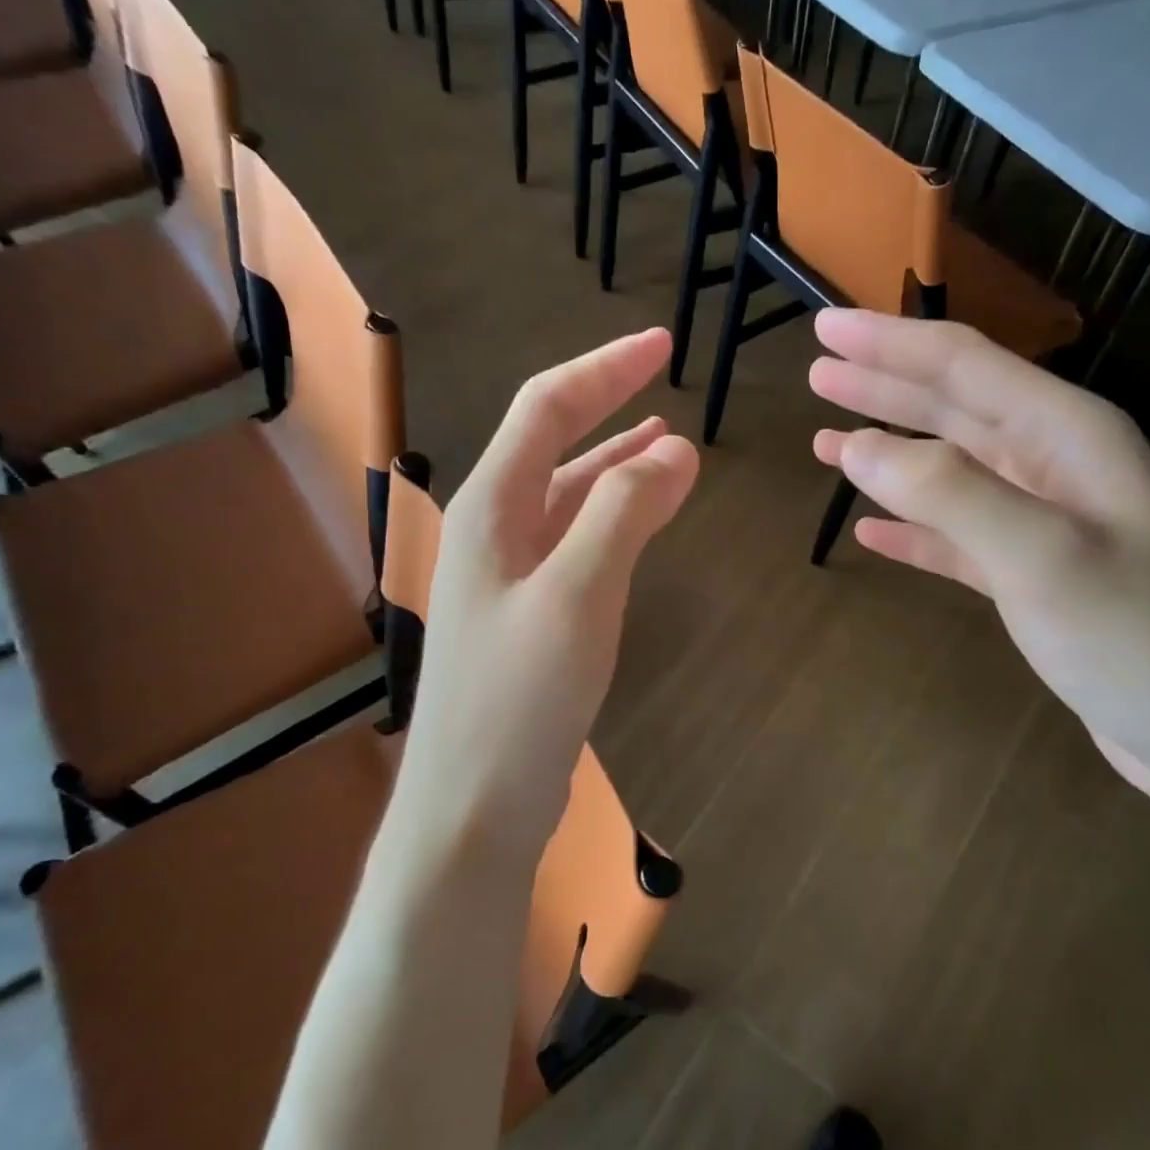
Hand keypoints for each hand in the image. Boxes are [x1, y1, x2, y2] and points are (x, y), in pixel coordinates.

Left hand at [398, 329, 697, 858]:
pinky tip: (641, 521)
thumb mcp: (578, 594)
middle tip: (667, 382)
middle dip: (611, 407)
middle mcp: (493, 531)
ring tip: (668, 444)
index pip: (548, 409)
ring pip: (568, 496)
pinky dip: (614, 519)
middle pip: (554, 444)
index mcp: (492, 509)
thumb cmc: (519, 697)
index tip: (662, 345)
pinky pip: (576, 543)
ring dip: (617, 464)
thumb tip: (676, 451)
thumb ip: (624, 515)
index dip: (604, 370)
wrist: (474, 804)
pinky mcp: (530, 617)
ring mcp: (509, 576)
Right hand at [808, 310, 1149, 810]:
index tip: (825, 328)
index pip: (963, 366)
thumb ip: (949, 493)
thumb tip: (858, 446)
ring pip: (951, 471)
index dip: (889, 342)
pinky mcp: (1036, 578)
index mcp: (1068, 435)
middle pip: (955, 407)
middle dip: (884, 385)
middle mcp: (1057, 465)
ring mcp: (1047, 524)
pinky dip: (914, 527)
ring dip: (891, 452)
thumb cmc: (1140, 641)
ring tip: (827, 440)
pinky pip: (958, 536)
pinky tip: (871, 530)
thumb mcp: (1043, 557)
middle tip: (818, 371)